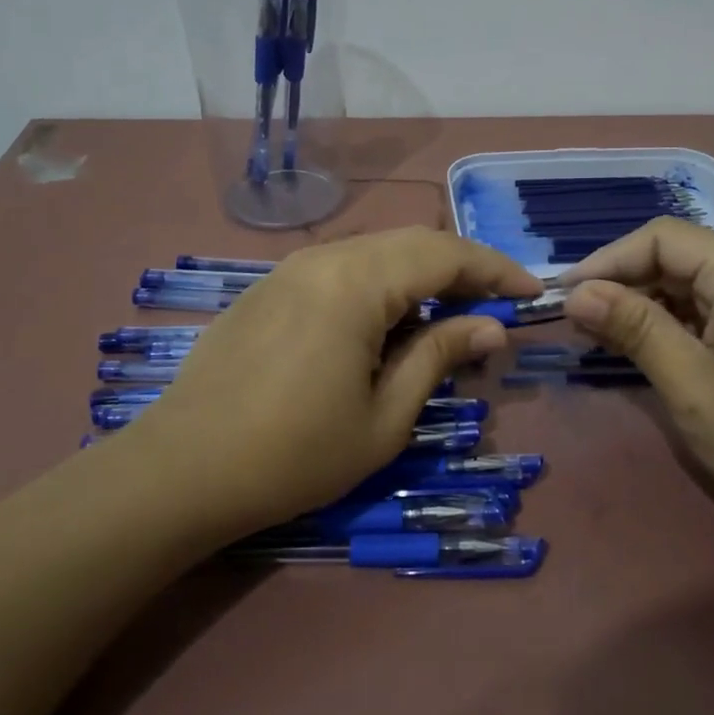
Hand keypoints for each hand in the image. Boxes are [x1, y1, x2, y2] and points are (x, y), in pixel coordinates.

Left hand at [115, 228, 542, 535]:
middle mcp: (323, 258)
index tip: (533, 293)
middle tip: (495, 308)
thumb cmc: (293, 454)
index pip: (445, 253)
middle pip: (411, 243)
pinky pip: (340, 270)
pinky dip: (379, 286)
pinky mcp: (267, 289)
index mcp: (356, 282)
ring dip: (419, 277)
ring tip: (447, 318)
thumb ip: (438, 356)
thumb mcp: (384, 417)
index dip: (496, 270)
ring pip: (374, 253)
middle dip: (462, 269)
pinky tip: (385, 325)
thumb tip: (490, 326)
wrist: (180, 471)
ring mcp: (289, 270)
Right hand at [559, 218, 713, 554]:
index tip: (563, 297)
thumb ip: (633, 329)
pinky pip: (712, 313)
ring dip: (644, 308)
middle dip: (622, 285)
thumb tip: (577, 293)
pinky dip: (673, 327)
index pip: (660, 238)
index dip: (606, 261)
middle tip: (575, 324)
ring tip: (599, 339)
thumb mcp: (692, 386)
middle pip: (676, 258)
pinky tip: (644, 352)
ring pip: (691, 287)